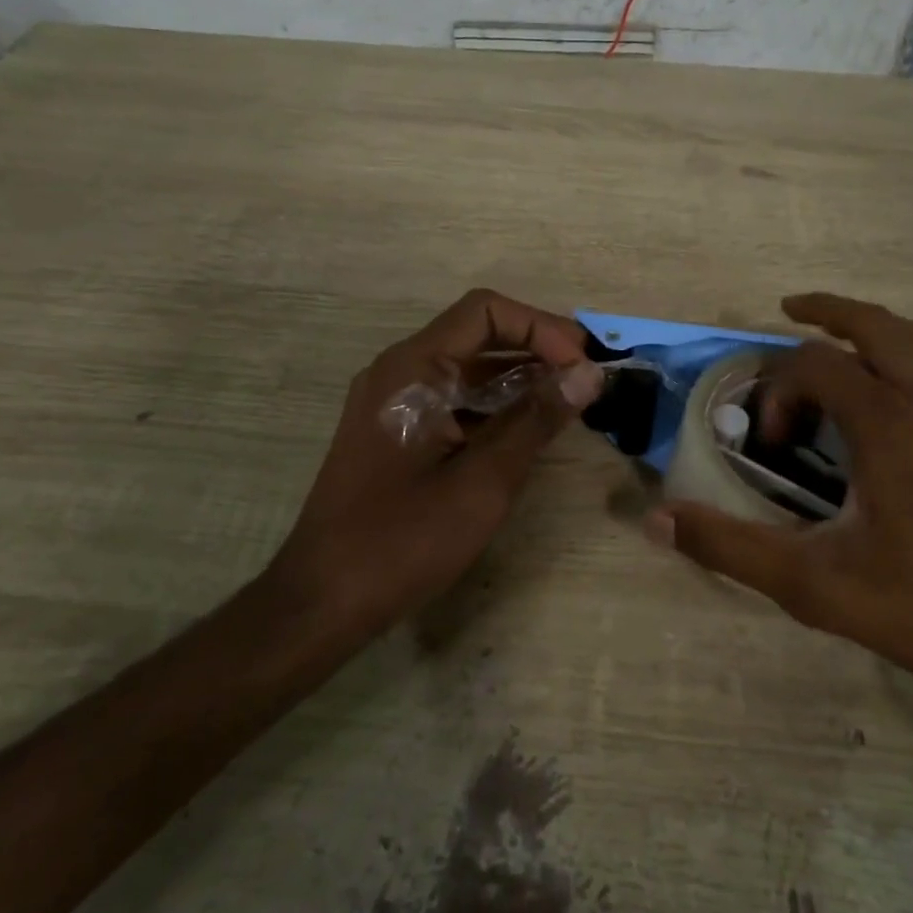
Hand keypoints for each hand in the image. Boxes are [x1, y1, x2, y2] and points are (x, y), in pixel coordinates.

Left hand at [268, 289, 604, 636]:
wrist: (323, 601)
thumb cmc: (403, 539)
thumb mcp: (483, 481)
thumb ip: (537, 419)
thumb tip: (589, 373)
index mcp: (413, 368)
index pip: (485, 311)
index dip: (540, 328)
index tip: (582, 365)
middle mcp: (399, 371)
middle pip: (477, 334)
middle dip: (536, 349)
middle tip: (587, 379)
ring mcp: (393, 401)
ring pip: (467, 369)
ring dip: (519, 378)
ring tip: (568, 402)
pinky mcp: (396, 431)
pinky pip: (453, 399)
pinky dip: (494, 405)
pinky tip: (528, 429)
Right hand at [648, 293, 912, 737]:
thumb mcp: (818, 586)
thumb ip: (732, 547)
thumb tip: (657, 518)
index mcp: (890, 423)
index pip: (814, 364)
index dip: (777, 391)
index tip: (770, 445)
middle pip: (877, 325)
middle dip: (828, 312)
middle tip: (789, 311)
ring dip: (874, 329)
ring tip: (841, 342)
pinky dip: (910, 360)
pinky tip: (896, 405)